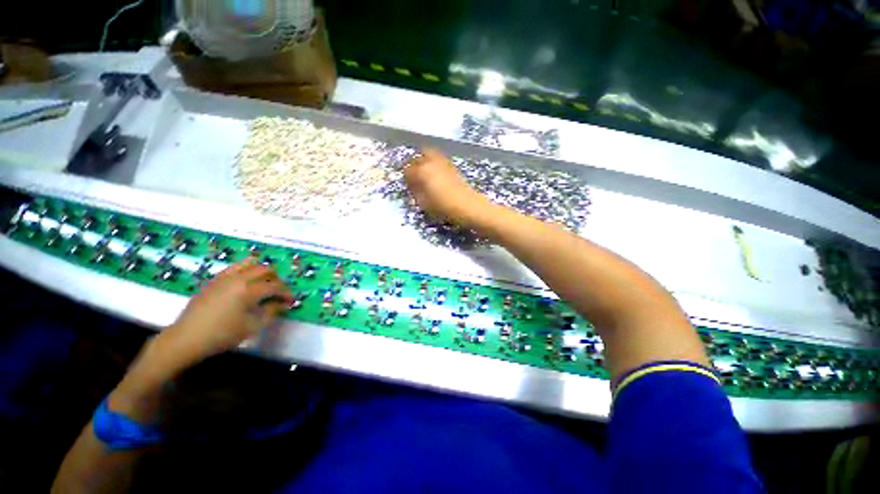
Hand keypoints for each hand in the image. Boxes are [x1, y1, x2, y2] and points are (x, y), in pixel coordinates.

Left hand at [156, 259, 292, 369]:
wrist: (186, 339)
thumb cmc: (221, 335)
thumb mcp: (252, 327)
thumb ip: (271, 312)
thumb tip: (283, 304)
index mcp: (248, 290)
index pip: (275, 286)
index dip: (286, 293)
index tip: (290, 301)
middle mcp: (238, 278)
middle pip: (265, 269)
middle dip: (276, 279)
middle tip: (278, 292)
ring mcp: (224, 277)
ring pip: (249, 263)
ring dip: (261, 271)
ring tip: (264, 283)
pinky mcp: (214, 280)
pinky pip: (235, 268)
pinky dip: (246, 271)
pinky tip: (246, 283)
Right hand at [404, 148, 490, 227]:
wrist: (467, 205)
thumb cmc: (443, 206)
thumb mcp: (424, 203)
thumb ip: (415, 193)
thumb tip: (413, 187)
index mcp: (421, 171)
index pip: (407, 171)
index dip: (406, 179)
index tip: (408, 186)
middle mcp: (431, 162)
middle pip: (417, 158)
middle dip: (413, 165)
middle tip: (414, 175)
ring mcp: (442, 161)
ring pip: (428, 154)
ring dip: (424, 160)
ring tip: (424, 171)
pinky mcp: (452, 165)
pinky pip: (439, 158)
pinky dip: (434, 162)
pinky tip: (436, 173)